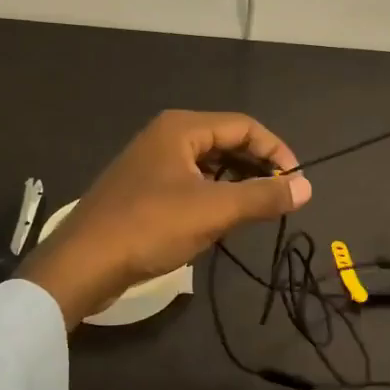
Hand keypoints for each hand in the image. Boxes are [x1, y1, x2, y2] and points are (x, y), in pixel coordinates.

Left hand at [19, 111, 312, 329]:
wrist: (82, 264)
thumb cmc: (150, 227)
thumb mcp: (214, 211)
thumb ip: (263, 196)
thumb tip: (307, 187)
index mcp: (181, 128)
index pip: (244, 126)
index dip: (276, 150)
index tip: (296, 182)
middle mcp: (165, 136)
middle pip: (226, 141)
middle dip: (257, 166)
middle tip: (280, 196)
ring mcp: (150, 163)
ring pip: (208, 164)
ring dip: (236, 182)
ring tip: (256, 209)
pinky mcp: (142, 190)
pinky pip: (189, 183)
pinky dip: (212, 195)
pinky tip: (220, 220)